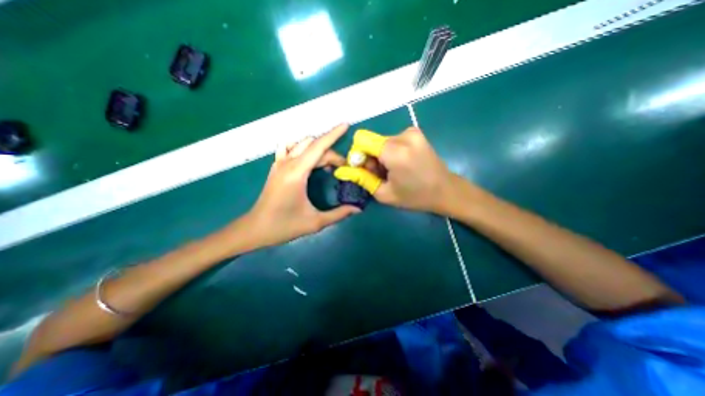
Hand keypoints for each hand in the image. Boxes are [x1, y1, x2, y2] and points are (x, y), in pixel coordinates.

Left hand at [246, 123, 360, 246]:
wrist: (256, 229)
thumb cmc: (284, 226)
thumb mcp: (315, 222)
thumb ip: (339, 214)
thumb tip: (358, 209)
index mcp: (297, 173)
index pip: (318, 147)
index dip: (333, 134)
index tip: (345, 125)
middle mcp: (287, 163)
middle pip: (313, 146)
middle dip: (331, 153)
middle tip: (342, 169)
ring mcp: (279, 163)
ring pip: (302, 144)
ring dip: (317, 149)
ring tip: (327, 164)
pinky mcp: (276, 167)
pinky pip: (290, 148)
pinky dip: (302, 148)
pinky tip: (308, 160)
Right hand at [335, 125, 456, 213]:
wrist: (446, 190)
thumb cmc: (415, 197)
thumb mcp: (383, 194)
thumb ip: (361, 179)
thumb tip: (341, 170)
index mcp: (395, 151)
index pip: (361, 139)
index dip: (358, 155)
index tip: (364, 170)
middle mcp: (403, 135)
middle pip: (371, 141)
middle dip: (370, 158)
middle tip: (380, 175)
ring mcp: (411, 132)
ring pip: (381, 141)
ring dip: (380, 156)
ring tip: (392, 172)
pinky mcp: (415, 133)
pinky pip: (392, 140)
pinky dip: (390, 152)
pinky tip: (399, 165)